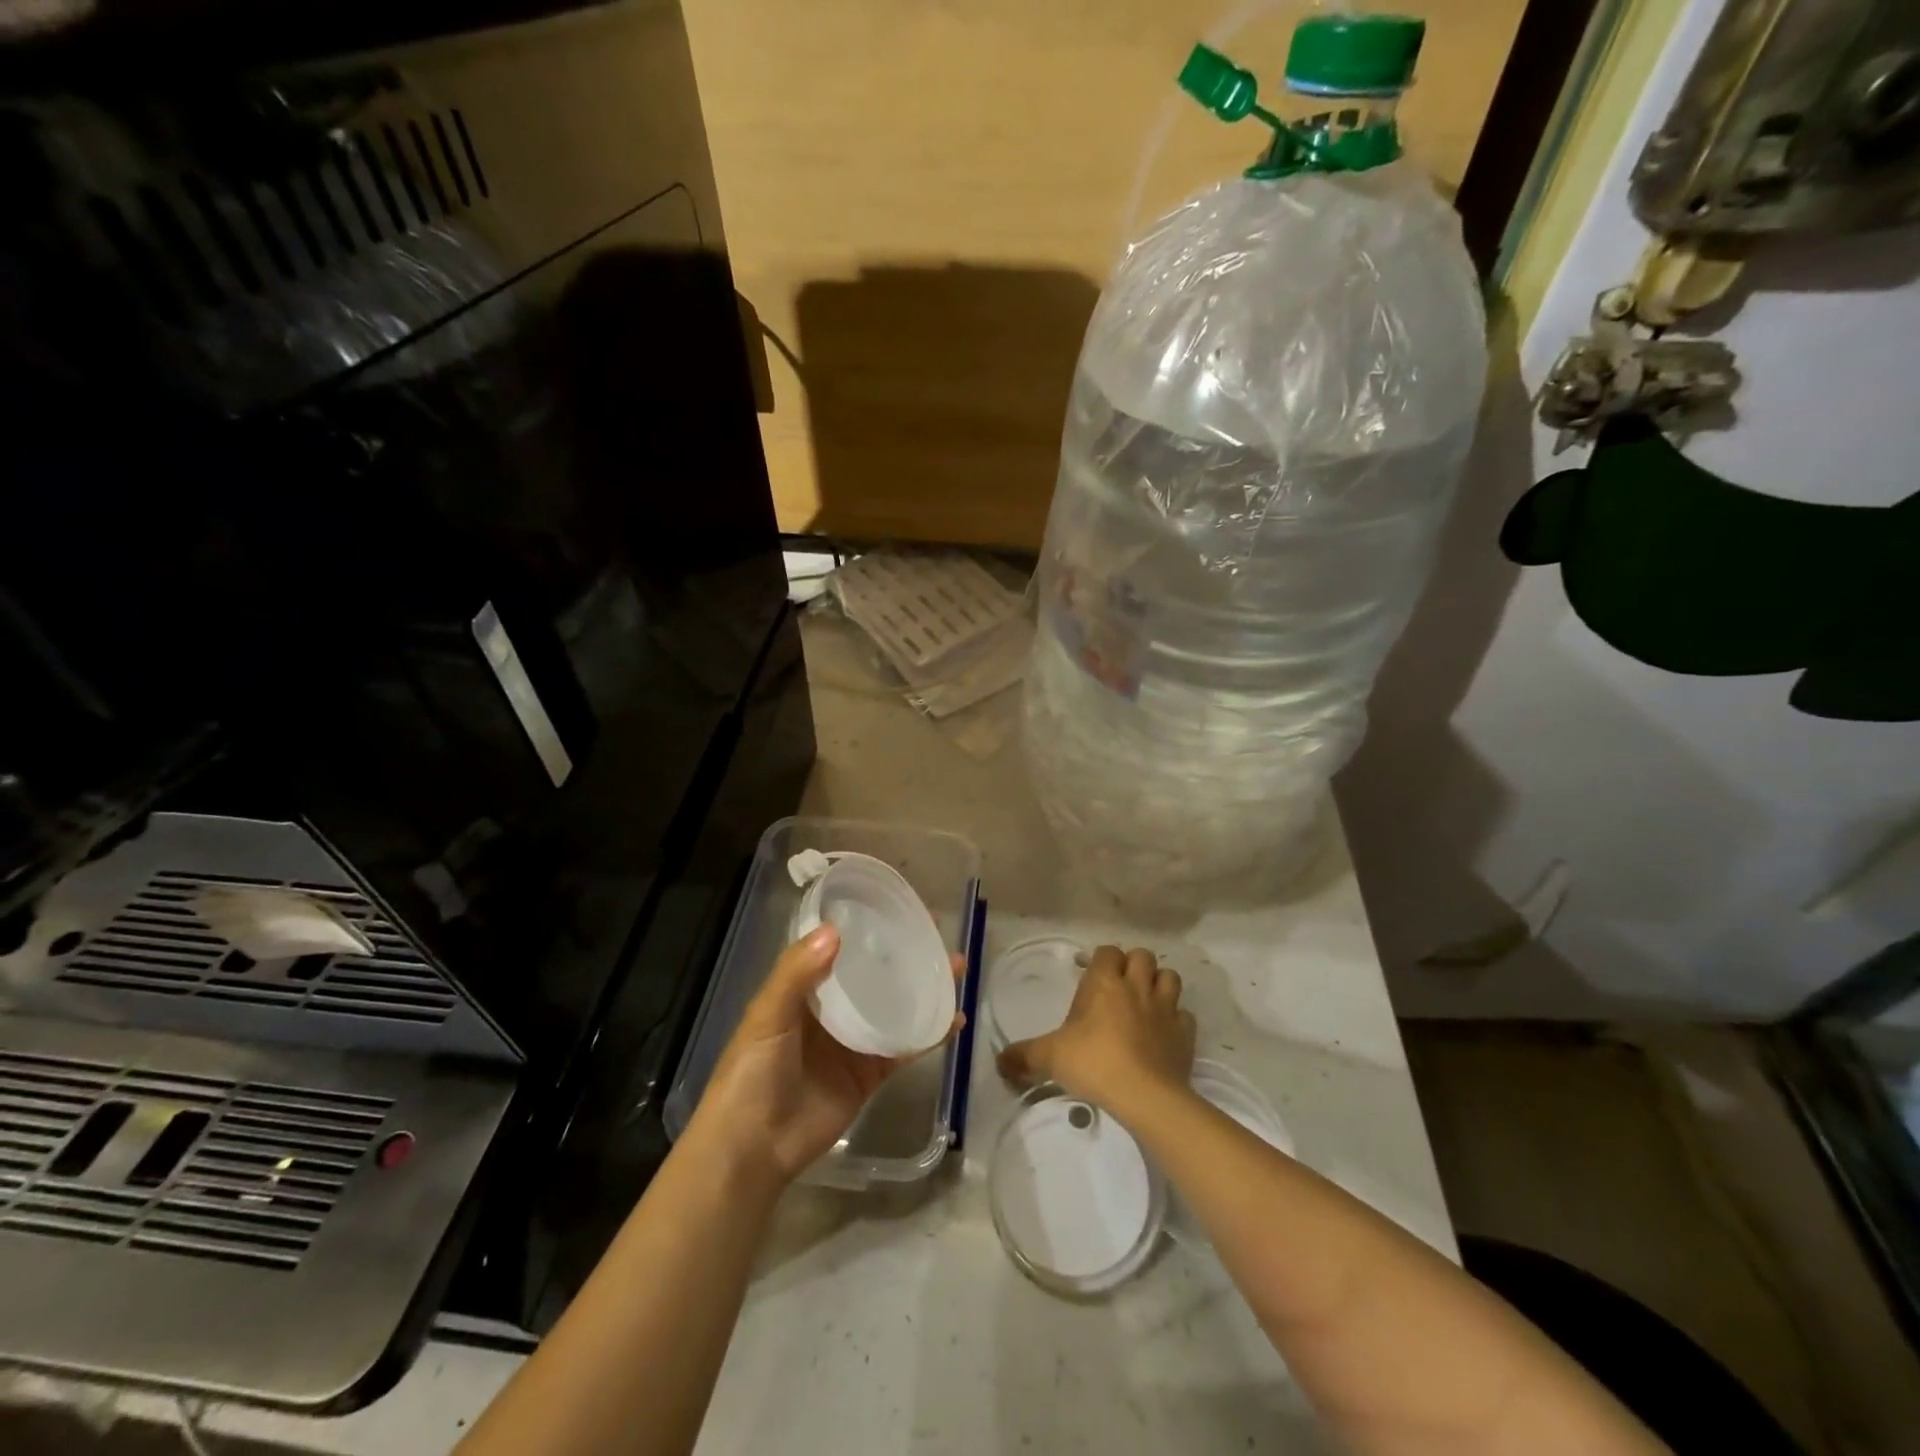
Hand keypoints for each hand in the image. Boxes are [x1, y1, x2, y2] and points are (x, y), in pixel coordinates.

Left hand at [689, 924, 964, 1185]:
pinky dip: (930, 1034)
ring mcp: (854, 1042)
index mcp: (804, 989)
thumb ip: (796, 974)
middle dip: (904, 955)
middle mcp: (832, 1010)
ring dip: (924, 988)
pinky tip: (955, 1020)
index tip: (897, 908)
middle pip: (875, 974)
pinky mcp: (870, 1074)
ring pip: (896, 1006)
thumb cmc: (751, 1074)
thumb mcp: (766, 1016)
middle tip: (938, 934)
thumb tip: (835, 930)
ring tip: (957, 967)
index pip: (840, 948)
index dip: (866, 928)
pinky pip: (905, 1047)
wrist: (753, 1149)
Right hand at [997, 945, 1194, 1118]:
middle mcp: (1137, 986)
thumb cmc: (1093, 1063)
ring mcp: (1165, 1008)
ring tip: (1145, 1001)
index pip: (1107, 952)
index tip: (1088, 973)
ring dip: (1158, 984)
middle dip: (1132, 965)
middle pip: (1143, 956)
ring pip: (1170, 978)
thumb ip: (1023, 1056)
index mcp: (1105, 982)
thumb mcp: (1049, 1057)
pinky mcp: (1185, 1033)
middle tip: (1118, 986)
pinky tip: (1163, 1032)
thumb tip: (999, 1062)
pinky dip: (1175, 1019)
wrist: (1145, 1095)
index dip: (1100, 959)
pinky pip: (1184, 1015)